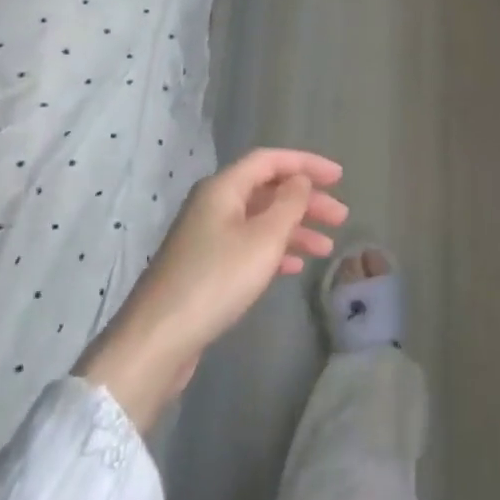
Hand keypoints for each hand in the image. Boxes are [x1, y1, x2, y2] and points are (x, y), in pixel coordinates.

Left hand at [77, 149, 347, 429]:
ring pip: (260, 220)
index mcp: (223, 188)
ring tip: (327, 247)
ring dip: (295, 228)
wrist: (159, 338)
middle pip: (267, 190)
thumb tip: (300, 180)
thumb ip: (289, 203)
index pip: (270, 160)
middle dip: (306, 200)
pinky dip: (275, 250)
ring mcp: (207, 236)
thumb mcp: (264, 238)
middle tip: (341, 217)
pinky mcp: (205, 266)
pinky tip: (295, 266)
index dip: (307, 164)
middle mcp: (213, 205)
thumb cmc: (217, 279)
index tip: (339, 178)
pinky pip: (248, 245)